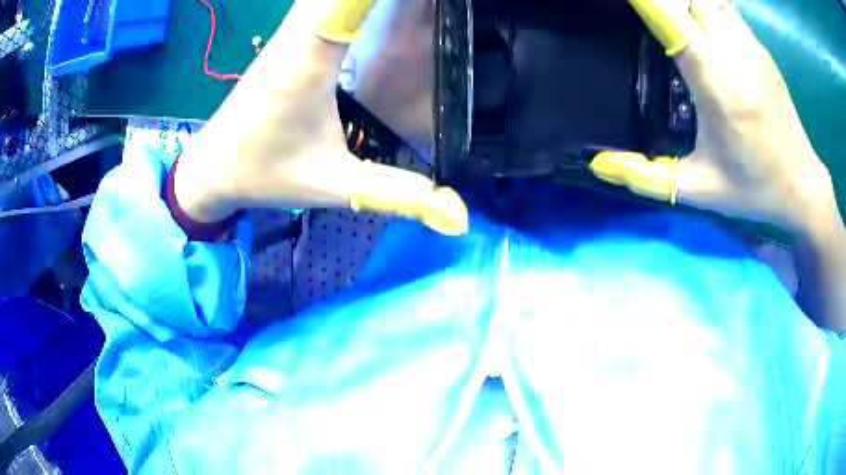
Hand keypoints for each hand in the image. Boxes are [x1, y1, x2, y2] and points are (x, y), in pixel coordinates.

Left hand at [175, 0, 467, 235]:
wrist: (212, 166)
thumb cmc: (264, 173)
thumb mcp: (336, 186)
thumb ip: (402, 195)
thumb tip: (460, 219)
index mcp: (310, 61)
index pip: (351, 1)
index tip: (430, 2)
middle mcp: (299, 33)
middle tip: (432, 6)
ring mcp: (289, 28)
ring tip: (413, 5)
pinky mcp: (288, 32)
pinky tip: (366, 4)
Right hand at [590, 0, 839, 235]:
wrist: (802, 185)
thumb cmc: (753, 189)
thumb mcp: (699, 188)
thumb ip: (645, 176)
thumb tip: (597, 164)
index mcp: (720, 86)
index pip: (670, 16)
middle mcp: (736, 54)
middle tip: (639, 6)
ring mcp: (750, 45)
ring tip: (661, 7)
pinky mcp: (758, 45)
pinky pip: (721, 4)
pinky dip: (698, 0)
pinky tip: (688, 11)